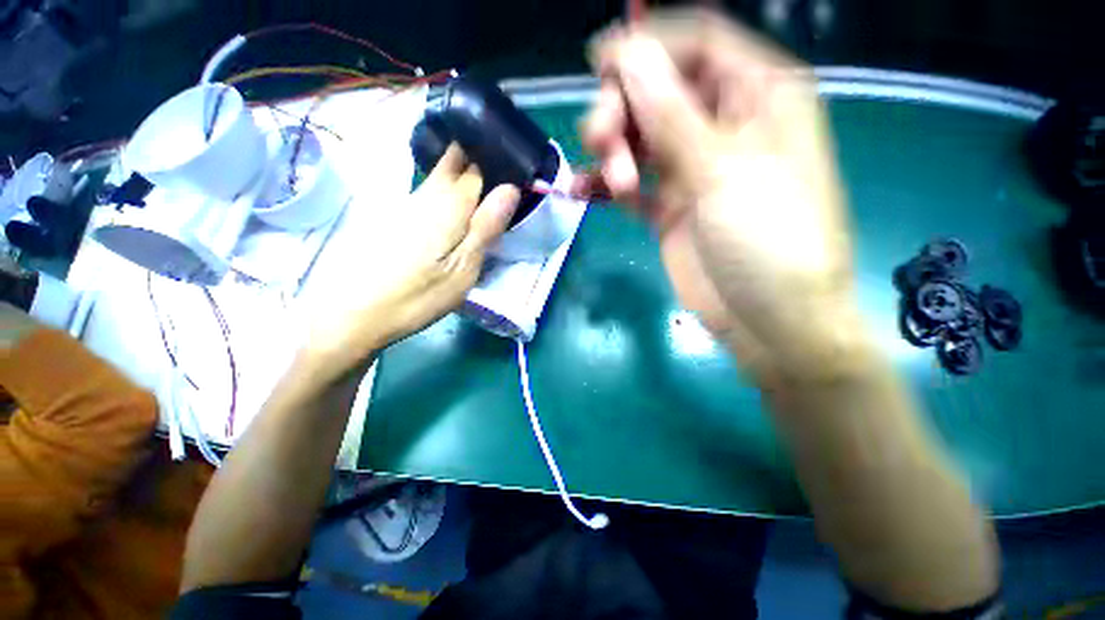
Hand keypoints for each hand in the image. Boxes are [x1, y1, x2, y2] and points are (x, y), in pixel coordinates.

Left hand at [300, 145, 518, 377]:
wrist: (354, 313)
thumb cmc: (418, 295)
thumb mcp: (463, 268)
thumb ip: (485, 227)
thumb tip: (510, 188)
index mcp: (449, 206)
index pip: (478, 168)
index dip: (495, 159)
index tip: (512, 159)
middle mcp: (425, 195)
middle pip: (453, 161)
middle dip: (474, 153)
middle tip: (497, 162)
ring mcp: (404, 203)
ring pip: (437, 174)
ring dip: (459, 169)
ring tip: (479, 174)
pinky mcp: (392, 216)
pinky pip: (425, 190)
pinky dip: (441, 187)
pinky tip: (448, 196)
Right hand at [582, 9, 864, 380]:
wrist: (768, 320)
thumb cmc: (769, 242)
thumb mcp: (724, 172)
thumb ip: (673, 114)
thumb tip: (628, 54)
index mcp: (759, 97)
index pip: (698, 44)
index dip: (649, 43)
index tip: (599, 60)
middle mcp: (724, 126)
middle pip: (659, 90)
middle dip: (623, 108)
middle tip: (601, 140)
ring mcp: (692, 170)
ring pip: (639, 138)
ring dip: (614, 151)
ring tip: (613, 183)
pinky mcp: (669, 208)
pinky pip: (630, 184)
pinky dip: (604, 186)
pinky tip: (582, 192)